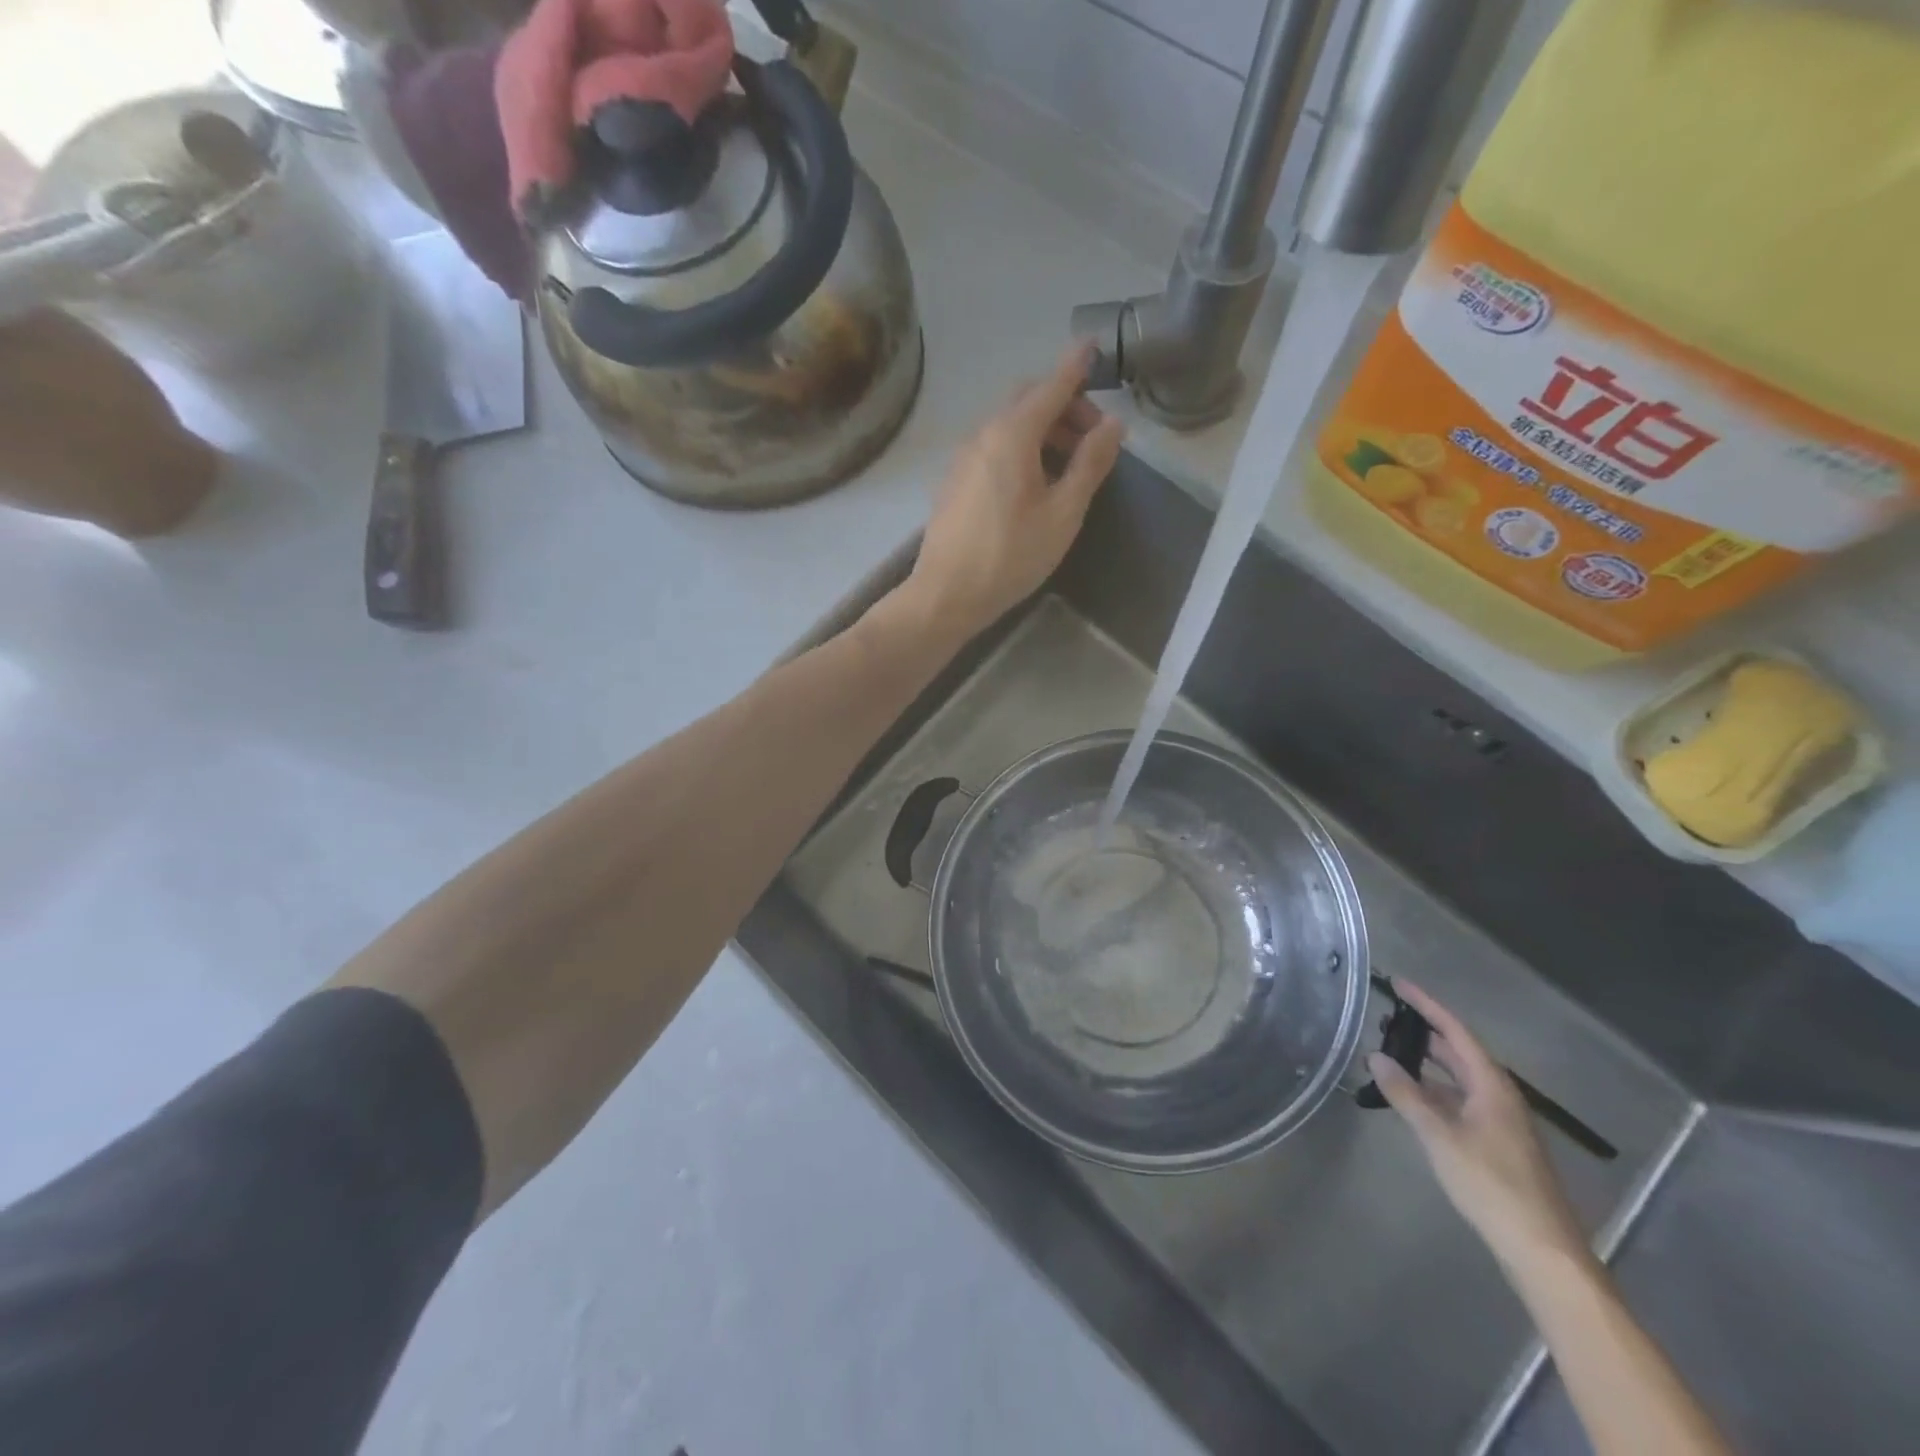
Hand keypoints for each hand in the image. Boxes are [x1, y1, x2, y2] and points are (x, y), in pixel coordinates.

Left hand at [901, 345, 1124, 639]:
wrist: (946, 594)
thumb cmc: (1011, 556)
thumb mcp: (1063, 514)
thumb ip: (1089, 464)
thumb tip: (1113, 424)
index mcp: (1011, 435)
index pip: (1050, 386)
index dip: (1075, 367)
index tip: (1093, 347)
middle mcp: (982, 434)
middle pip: (1026, 400)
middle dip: (1063, 404)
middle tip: (1092, 436)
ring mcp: (962, 457)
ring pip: (1007, 424)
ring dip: (1042, 428)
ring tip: (1069, 463)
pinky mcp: (954, 480)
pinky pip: (992, 446)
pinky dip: (1019, 446)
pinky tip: (1034, 481)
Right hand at [1369, 981, 1590, 1275]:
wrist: (1541, 1248)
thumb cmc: (1490, 1184)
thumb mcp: (1439, 1136)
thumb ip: (1406, 1094)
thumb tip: (1376, 1057)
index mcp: (1492, 1085)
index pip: (1455, 1031)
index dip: (1426, 1005)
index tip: (1397, 984)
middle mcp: (1499, 1096)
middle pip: (1458, 1053)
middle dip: (1422, 1034)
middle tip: (1384, 1021)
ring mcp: (1500, 1121)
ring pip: (1458, 1080)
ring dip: (1426, 1065)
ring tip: (1389, 1056)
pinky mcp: (1497, 1144)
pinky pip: (1460, 1101)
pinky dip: (1433, 1092)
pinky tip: (1412, 1100)